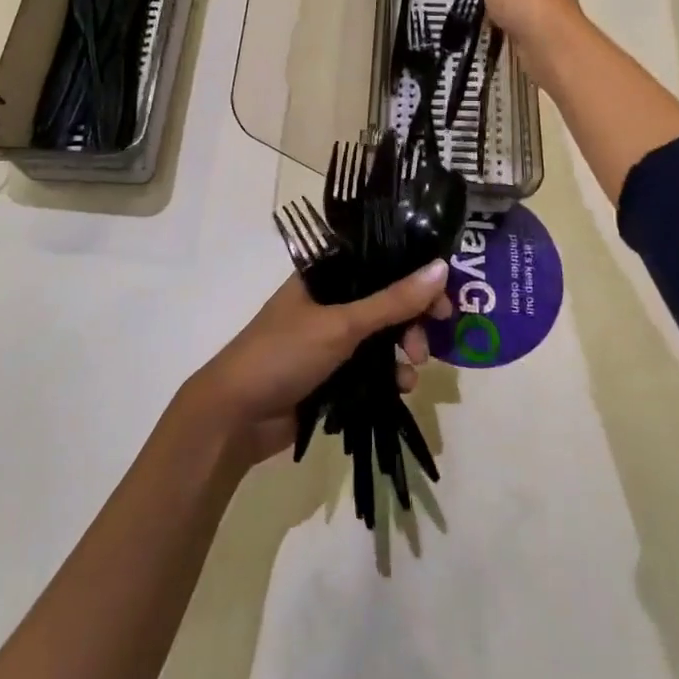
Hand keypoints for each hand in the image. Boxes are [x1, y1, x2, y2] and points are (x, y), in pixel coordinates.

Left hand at [185, 263, 452, 463]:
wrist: (235, 416)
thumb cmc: (283, 354)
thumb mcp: (342, 324)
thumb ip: (393, 300)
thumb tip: (442, 267)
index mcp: (324, 274)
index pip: (379, 262)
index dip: (413, 275)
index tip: (443, 297)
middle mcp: (329, 300)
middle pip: (385, 300)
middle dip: (412, 319)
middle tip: (432, 337)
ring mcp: (330, 338)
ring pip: (383, 335)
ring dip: (404, 349)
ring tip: (413, 368)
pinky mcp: (333, 373)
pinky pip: (373, 366)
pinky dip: (390, 374)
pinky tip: (402, 387)